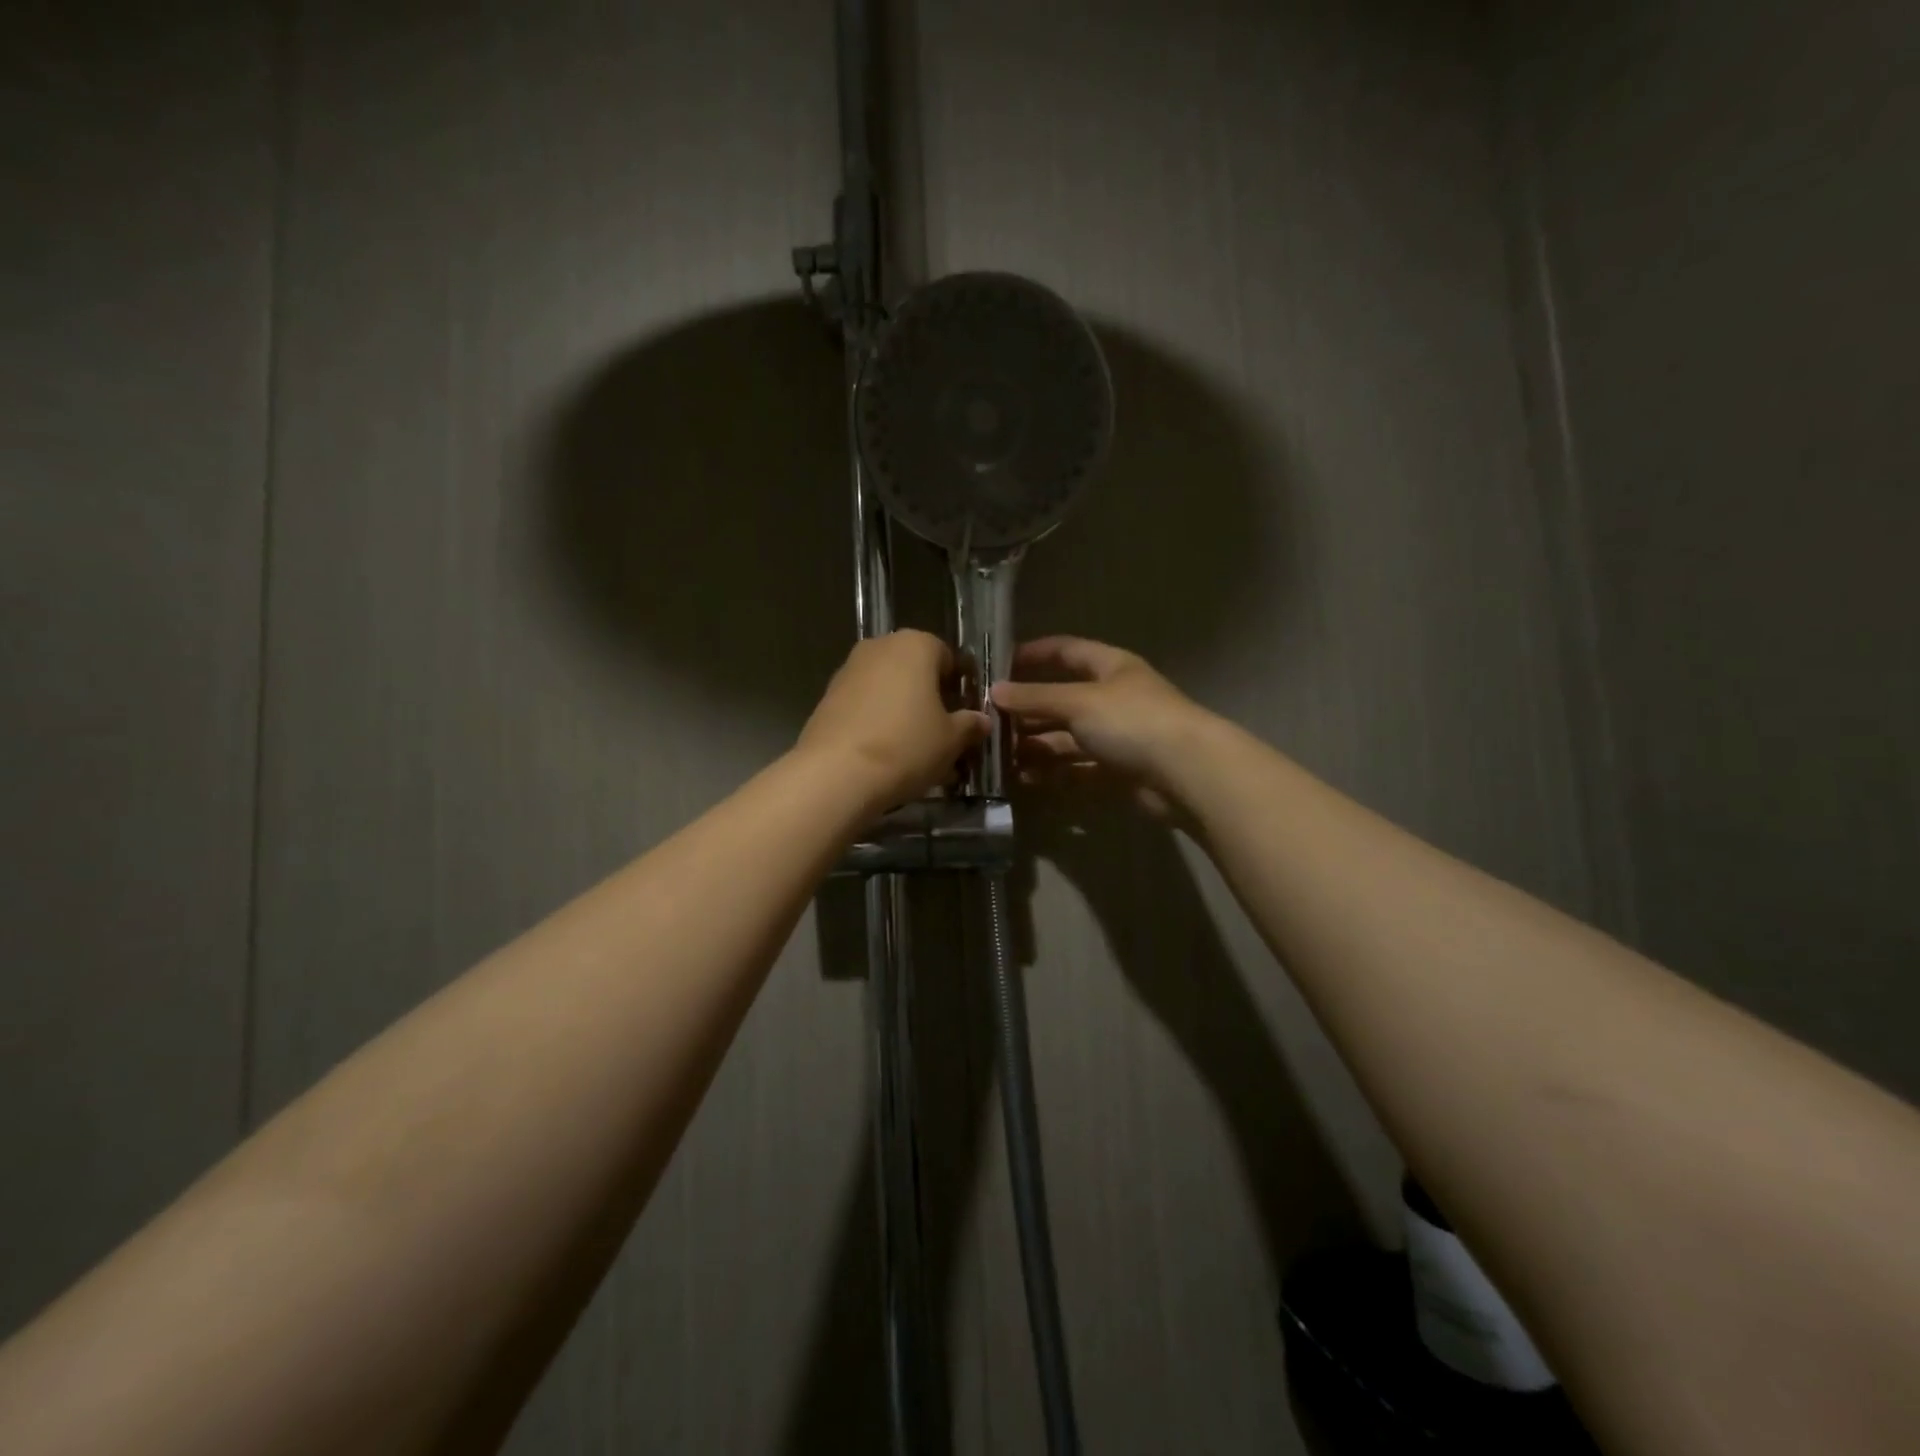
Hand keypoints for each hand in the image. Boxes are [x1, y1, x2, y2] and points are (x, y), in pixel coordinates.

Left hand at [798, 630, 989, 812]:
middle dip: (930, 699)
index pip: (947, 656)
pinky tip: (887, 757)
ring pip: (888, 690)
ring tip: (916, 752)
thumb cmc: (906, 746)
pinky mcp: (827, 699)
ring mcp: (848, 671)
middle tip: (943, 734)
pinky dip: (878, 724)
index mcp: (915, 645)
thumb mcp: (952, 740)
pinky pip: (864, 707)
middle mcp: (879, 648)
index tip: (965, 714)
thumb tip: (981, 720)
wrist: (836, 773)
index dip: (959, 686)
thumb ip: (970, 725)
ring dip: (903, 713)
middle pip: (915, 671)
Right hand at [992, 636, 1212, 816]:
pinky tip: (1024, 778)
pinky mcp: (1118, 770)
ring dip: (1035, 745)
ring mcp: (1117, 736)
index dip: (1033, 654)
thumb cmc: (1132, 721)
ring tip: (998, 756)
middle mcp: (1112, 698)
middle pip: (1062, 699)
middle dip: (1027, 710)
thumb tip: (994, 691)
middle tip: (988, 722)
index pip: (1066, 651)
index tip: (998, 665)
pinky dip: (1053, 772)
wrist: (1186, 773)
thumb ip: (1035, 697)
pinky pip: (1077, 767)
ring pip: (1067, 737)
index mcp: (1110, 667)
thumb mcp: (1078, 702)